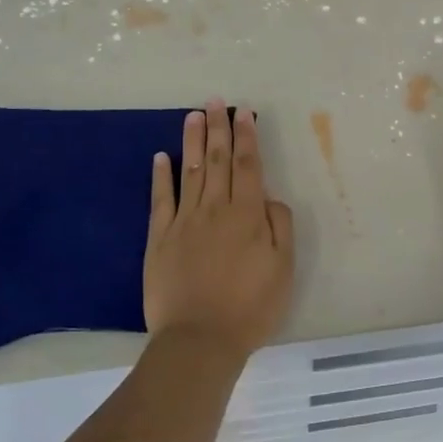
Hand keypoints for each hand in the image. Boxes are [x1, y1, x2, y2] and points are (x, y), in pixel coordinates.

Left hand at [144, 101, 294, 358]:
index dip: (246, 137)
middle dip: (218, 128)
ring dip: (192, 141)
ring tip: (193, 115)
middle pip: (217, 160)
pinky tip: (161, 157)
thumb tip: (269, 197)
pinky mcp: (159, 239)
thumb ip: (279, 227)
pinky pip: (160, 200)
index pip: (248, 165)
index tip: (243, 112)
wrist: (199, 340)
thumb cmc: (250, 307)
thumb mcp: (283, 269)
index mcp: (247, 215)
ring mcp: (183, 222)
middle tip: (215, 101)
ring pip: (189, 172)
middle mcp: (215, 209)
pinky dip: (160, 177)